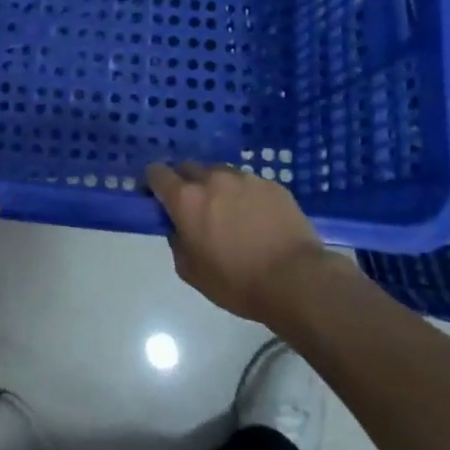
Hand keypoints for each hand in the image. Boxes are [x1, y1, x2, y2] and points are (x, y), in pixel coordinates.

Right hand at [145, 161, 342, 322]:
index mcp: (186, 199)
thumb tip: (178, 227)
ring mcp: (245, 178)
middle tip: (193, 208)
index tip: (157, 199)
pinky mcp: (272, 185)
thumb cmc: (237, 281)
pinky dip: (244, 195)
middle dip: (184, 183)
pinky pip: (248, 184)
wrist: (296, 280)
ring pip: (220, 173)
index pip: (156, 173)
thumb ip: (176, 240)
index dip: (153, 184)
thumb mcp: (190, 271)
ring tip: (229, 213)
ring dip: (216, 187)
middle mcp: (212, 179)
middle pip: (188, 167)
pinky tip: (256, 219)